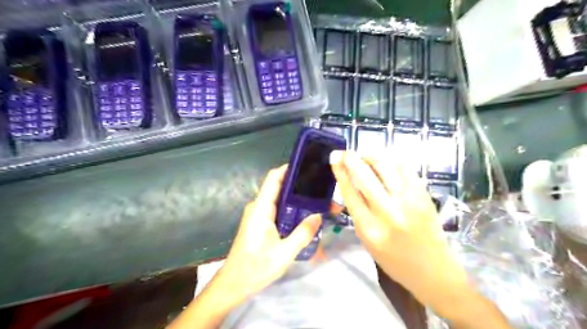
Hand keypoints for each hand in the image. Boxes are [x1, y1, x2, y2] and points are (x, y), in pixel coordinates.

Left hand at [216, 166, 319, 303]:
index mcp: (261, 209)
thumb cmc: (256, 267)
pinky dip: (290, 208)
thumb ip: (302, 233)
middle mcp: (258, 207)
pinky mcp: (260, 223)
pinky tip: (303, 214)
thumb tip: (318, 215)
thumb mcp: (284, 253)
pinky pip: (276, 209)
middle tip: (319, 186)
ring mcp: (258, 215)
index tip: (307, 165)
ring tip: (316, 199)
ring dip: (295, 198)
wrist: (234, 283)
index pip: (273, 178)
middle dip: (298, 184)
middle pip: (278, 186)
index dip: (288, 168)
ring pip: (278, 198)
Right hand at [329, 152, 470, 317]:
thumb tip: (351, 182)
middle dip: (352, 159)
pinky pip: (405, 169)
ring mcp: (409, 202)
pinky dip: (392, 161)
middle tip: (347, 152)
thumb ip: (358, 212)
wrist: (432, 269)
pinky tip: (386, 162)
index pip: (350, 192)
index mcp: (369, 228)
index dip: (340, 171)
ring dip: (372, 156)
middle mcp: (388, 212)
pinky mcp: (424, 195)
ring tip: (366, 156)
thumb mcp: (367, 240)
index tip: (335, 157)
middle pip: (365, 176)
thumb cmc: (393, 259)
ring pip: (386, 166)